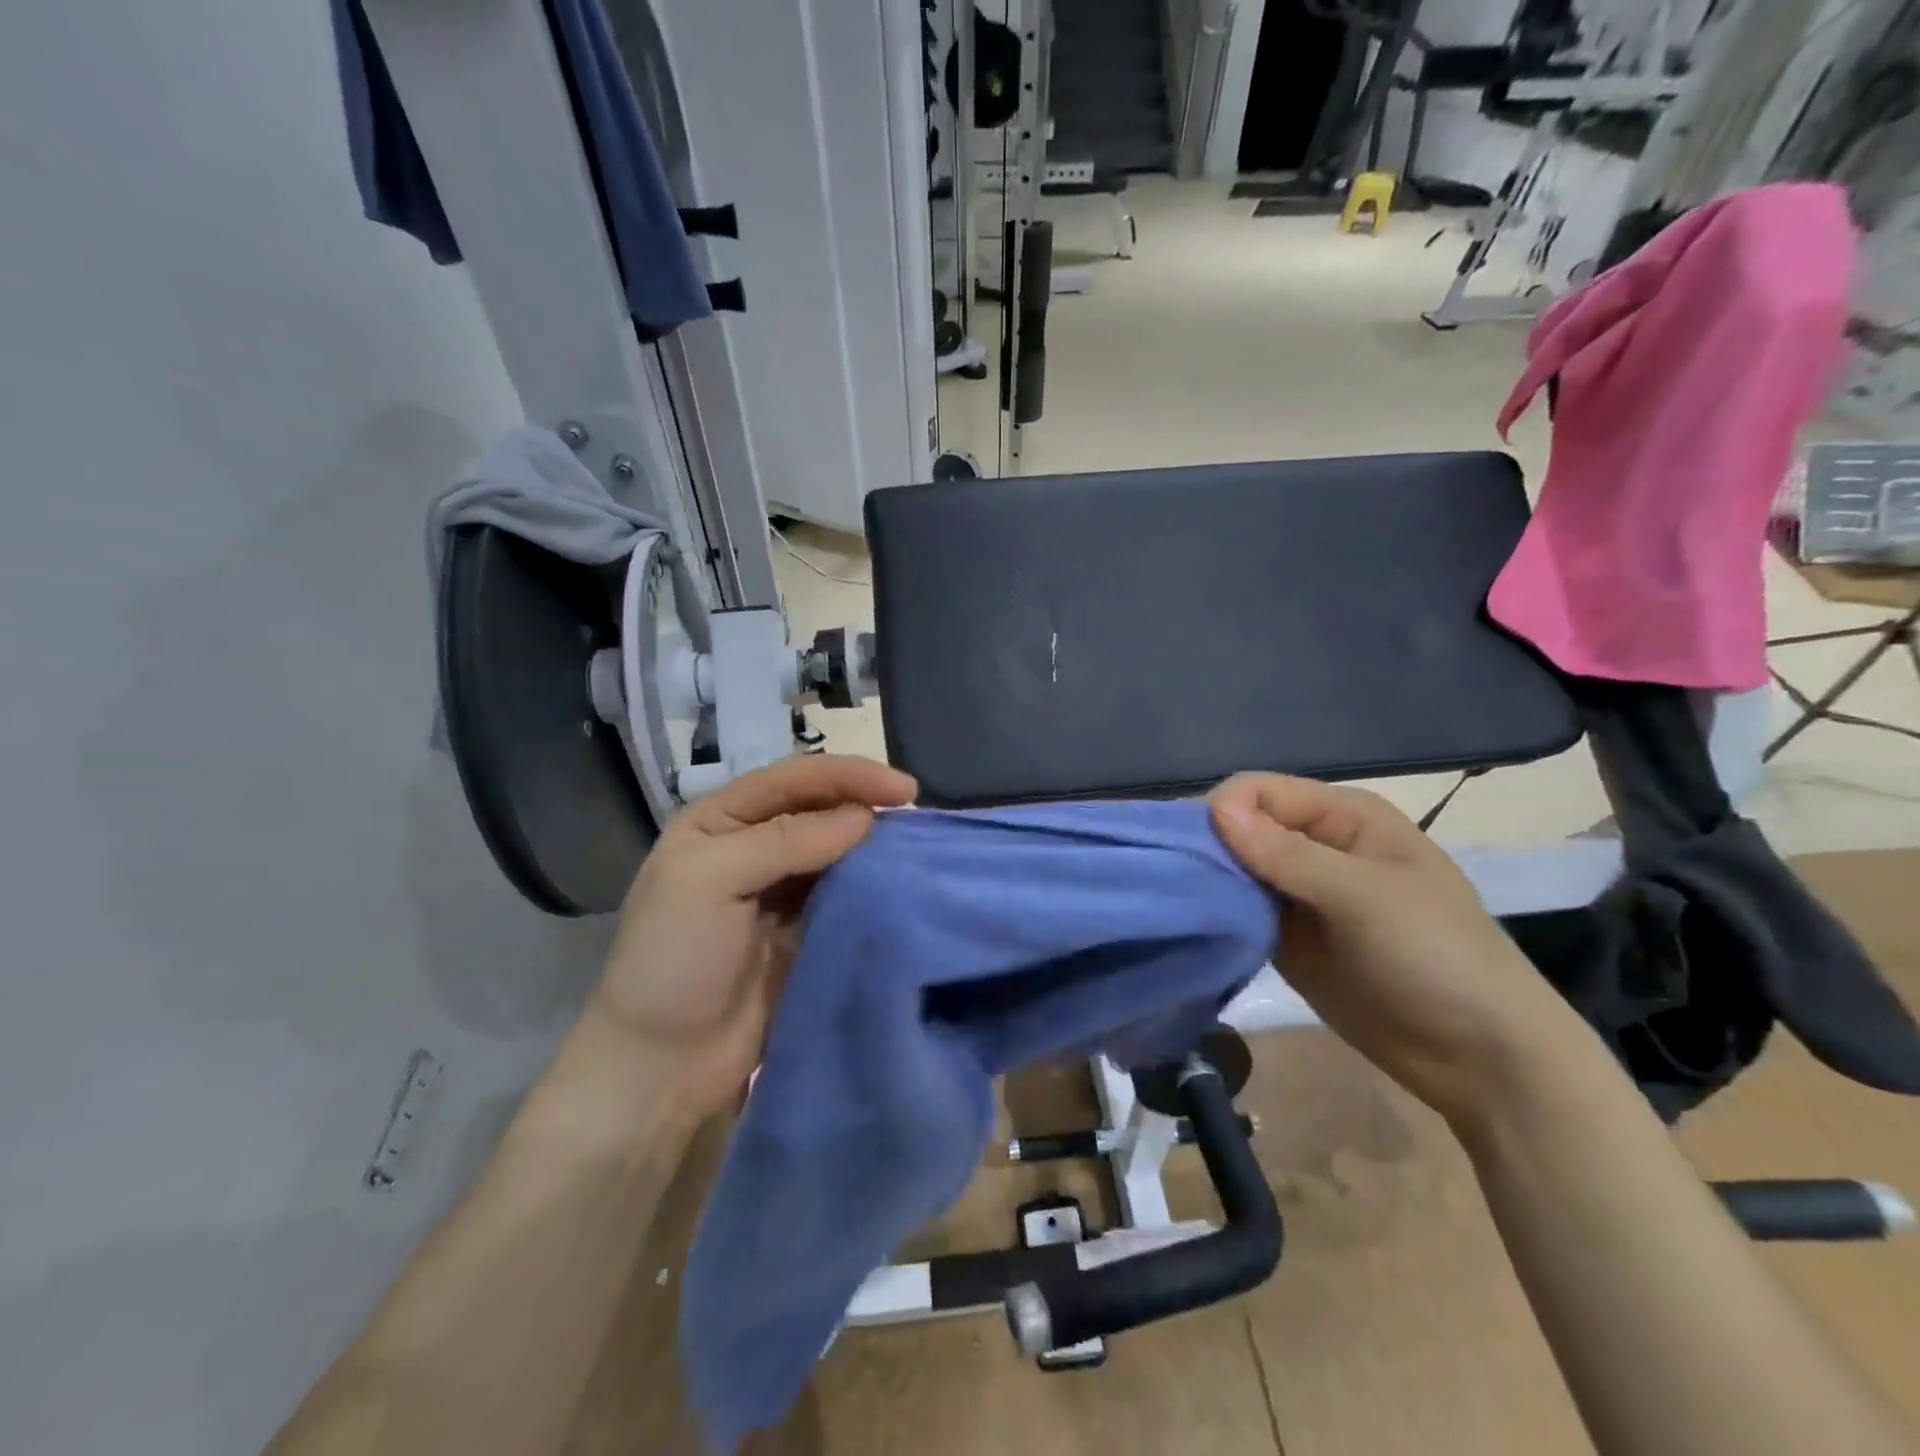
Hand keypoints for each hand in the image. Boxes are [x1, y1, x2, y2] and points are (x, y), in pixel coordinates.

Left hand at [591, 755, 916, 1120]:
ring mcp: (780, 893)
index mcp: (719, 822)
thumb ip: (784, 840)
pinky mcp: (806, 933)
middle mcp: (752, 848)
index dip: (848, 776)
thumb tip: (865, 817)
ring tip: (919, 847)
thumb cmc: (673, 961)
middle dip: (866, 806)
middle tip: (918, 818)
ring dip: (874, 847)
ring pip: (837, 852)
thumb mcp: (710, 881)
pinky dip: (872, 888)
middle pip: (819, 810)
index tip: (904, 790)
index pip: (792, 780)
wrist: (661, 1066)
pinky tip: (901, 885)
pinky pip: (845, 898)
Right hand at [1210, 773, 1593, 1127]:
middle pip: (1239, 828)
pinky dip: (1217, 917)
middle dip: (1206, 848)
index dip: (1221, 812)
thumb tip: (1214, 808)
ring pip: (1233, 870)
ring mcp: (1297, 894)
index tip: (1190, 852)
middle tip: (1171, 881)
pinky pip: (1238, 913)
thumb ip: (1288, 854)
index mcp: (1341, 817)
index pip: (1257, 792)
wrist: (1480, 1058)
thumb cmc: (1436, 957)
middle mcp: (1313, 846)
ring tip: (1175, 907)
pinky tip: (1194, 929)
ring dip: (1207, 884)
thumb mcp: (1365, 898)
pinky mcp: (1285, 938)